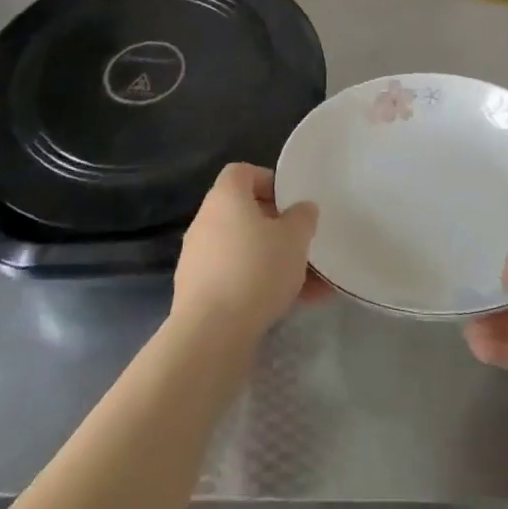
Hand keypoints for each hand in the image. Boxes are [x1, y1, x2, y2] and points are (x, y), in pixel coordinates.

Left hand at [171, 163, 322, 343]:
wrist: (210, 335)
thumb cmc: (256, 269)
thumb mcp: (294, 238)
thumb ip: (303, 217)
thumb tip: (301, 209)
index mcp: (225, 197)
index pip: (242, 172)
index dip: (268, 181)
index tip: (291, 202)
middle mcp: (205, 222)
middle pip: (243, 213)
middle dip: (276, 228)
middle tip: (302, 243)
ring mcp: (197, 259)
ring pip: (243, 250)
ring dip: (273, 261)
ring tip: (310, 284)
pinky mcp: (197, 294)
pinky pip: (235, 279)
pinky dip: (259, 286)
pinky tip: (291, 305)